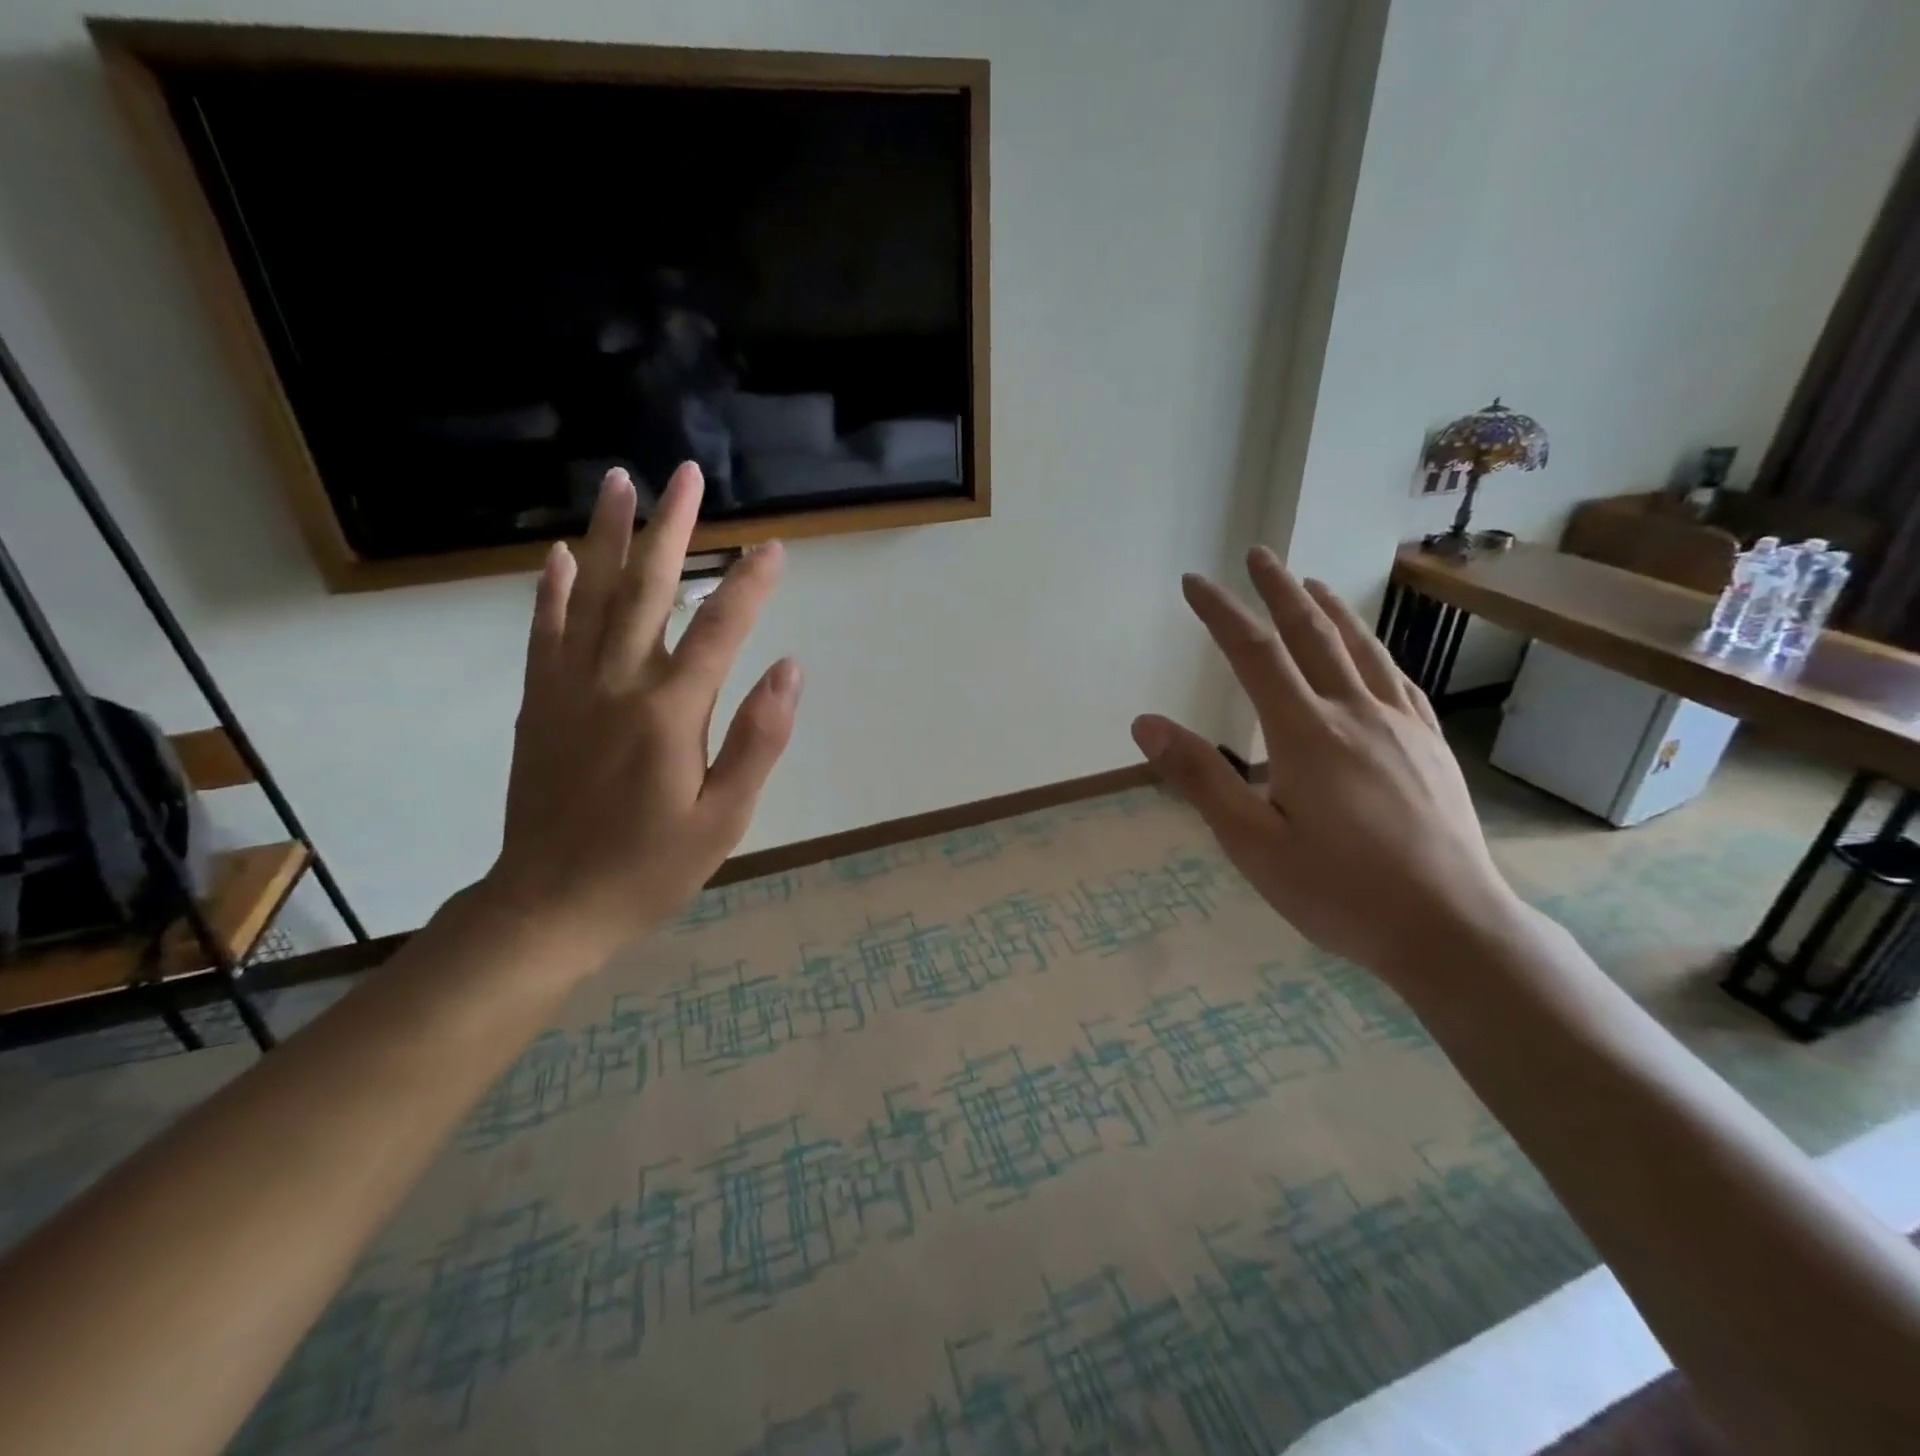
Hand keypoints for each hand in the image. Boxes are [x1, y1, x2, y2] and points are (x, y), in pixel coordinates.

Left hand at [483, 463, 799, 962]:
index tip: (773, 545)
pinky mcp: (539, 704)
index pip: (718, 630)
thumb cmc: (650, 868)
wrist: (549, 907)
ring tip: (620, 483)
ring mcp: (569, 690)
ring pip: (590, 597)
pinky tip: (560, 556)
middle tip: (685, 475)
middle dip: (671, 529)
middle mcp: (616, 685)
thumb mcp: (724, 818)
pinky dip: (552, 591)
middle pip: (646, 591)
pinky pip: (544, 634)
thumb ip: (758, 740)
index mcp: (669, 714)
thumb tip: (789, 668)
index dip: (749, 584)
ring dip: (607, 537)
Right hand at [1132, 547, 1521, 985]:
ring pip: (1361, 649)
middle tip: (1257, 555)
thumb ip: (1200, 779)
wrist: (1450, 929)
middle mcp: (1356, 714)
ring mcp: (1401, 727)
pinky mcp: (1430, 747)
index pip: (1254, 655)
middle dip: (1279, 590)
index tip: (1195, 583)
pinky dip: (1373, 650)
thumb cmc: (1340, 891)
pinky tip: (1369, 651)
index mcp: (1306, 735)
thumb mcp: (1253, 845)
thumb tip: (1146, 723)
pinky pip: (1398, 680)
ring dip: (1329, 609)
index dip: (1221, 614)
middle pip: (1312, 635)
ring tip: (1310, 583)